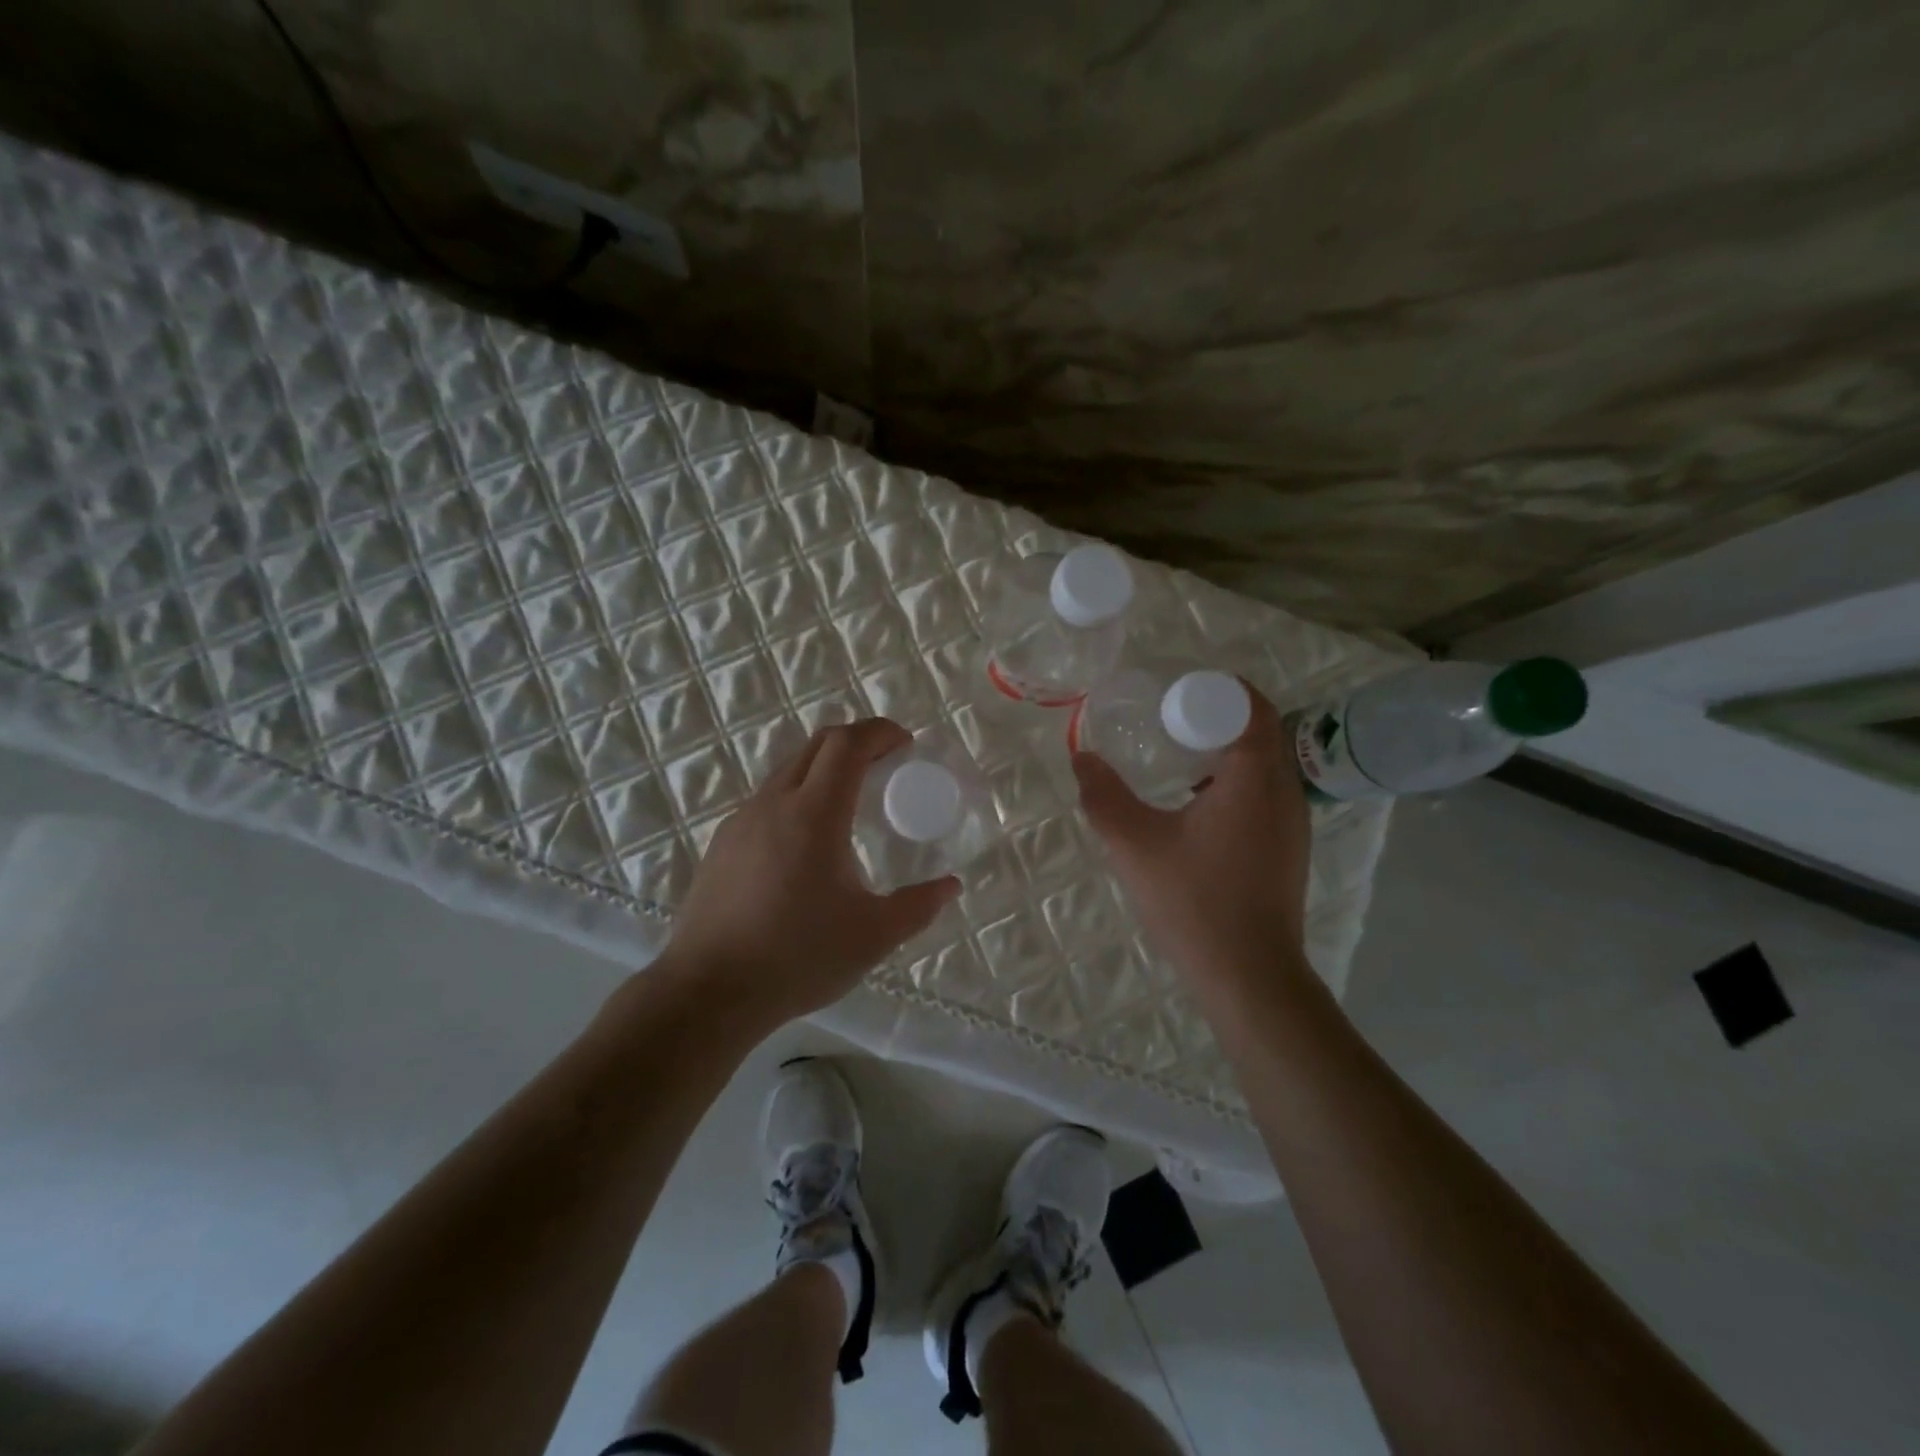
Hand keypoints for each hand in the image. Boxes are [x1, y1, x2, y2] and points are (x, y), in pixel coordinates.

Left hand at [662, 718, 960, 1027]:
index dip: (879, 732)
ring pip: (787, 771)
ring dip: (823, 769)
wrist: (708, 991)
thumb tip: (950, 886)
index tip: (905, 743)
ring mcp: (741, 822)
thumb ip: (918, 906)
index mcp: (813, 814)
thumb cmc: (797, 957)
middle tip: (885, 764)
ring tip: (849, 802)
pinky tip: (805, 843)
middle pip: (816, 746)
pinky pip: (766, 801)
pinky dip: (796, 797)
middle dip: (855, 742)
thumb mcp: (873, 936)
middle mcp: (773, 804)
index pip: (847, 744)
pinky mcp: (721, 845)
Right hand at [1073, 686, 1313, 1002]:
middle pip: (1261, 732)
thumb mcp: (1134, 845)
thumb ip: (1103, 797)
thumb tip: (1081, 759)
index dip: (1219, 690)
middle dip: (1218, 717)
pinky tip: (1196, 806)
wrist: (1249, 976)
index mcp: (1255, 778)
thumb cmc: (1194, 902)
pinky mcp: (1289, 849)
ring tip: (1178, 758)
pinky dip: (1236, 782)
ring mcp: (1294, 823)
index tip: (1177, 692)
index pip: (1252, 707)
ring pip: (1265, 765)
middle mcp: (1285, 791)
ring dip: (1227, 752)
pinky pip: (1266, 794)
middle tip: (1168, 720)